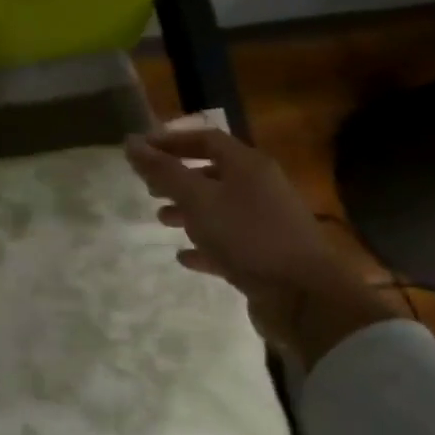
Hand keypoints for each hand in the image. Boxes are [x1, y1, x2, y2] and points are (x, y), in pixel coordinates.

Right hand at [124, 124, 394, 367]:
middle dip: (177, 177)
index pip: (205, 139)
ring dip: (188, 211)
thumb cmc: (247, 236)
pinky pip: (228, 242)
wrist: (304, 296)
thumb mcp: (197, 199)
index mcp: (247, 166)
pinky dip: (204, 245)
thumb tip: (130, 142)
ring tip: (161, 220)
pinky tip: (184, 256)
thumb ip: (163, 171)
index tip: (140, 151)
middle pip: (212, 173)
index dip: (171, 141)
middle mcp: (259, 188)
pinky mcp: (265, 255)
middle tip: (148, 187)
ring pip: (219, 208)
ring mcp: (265, 222)